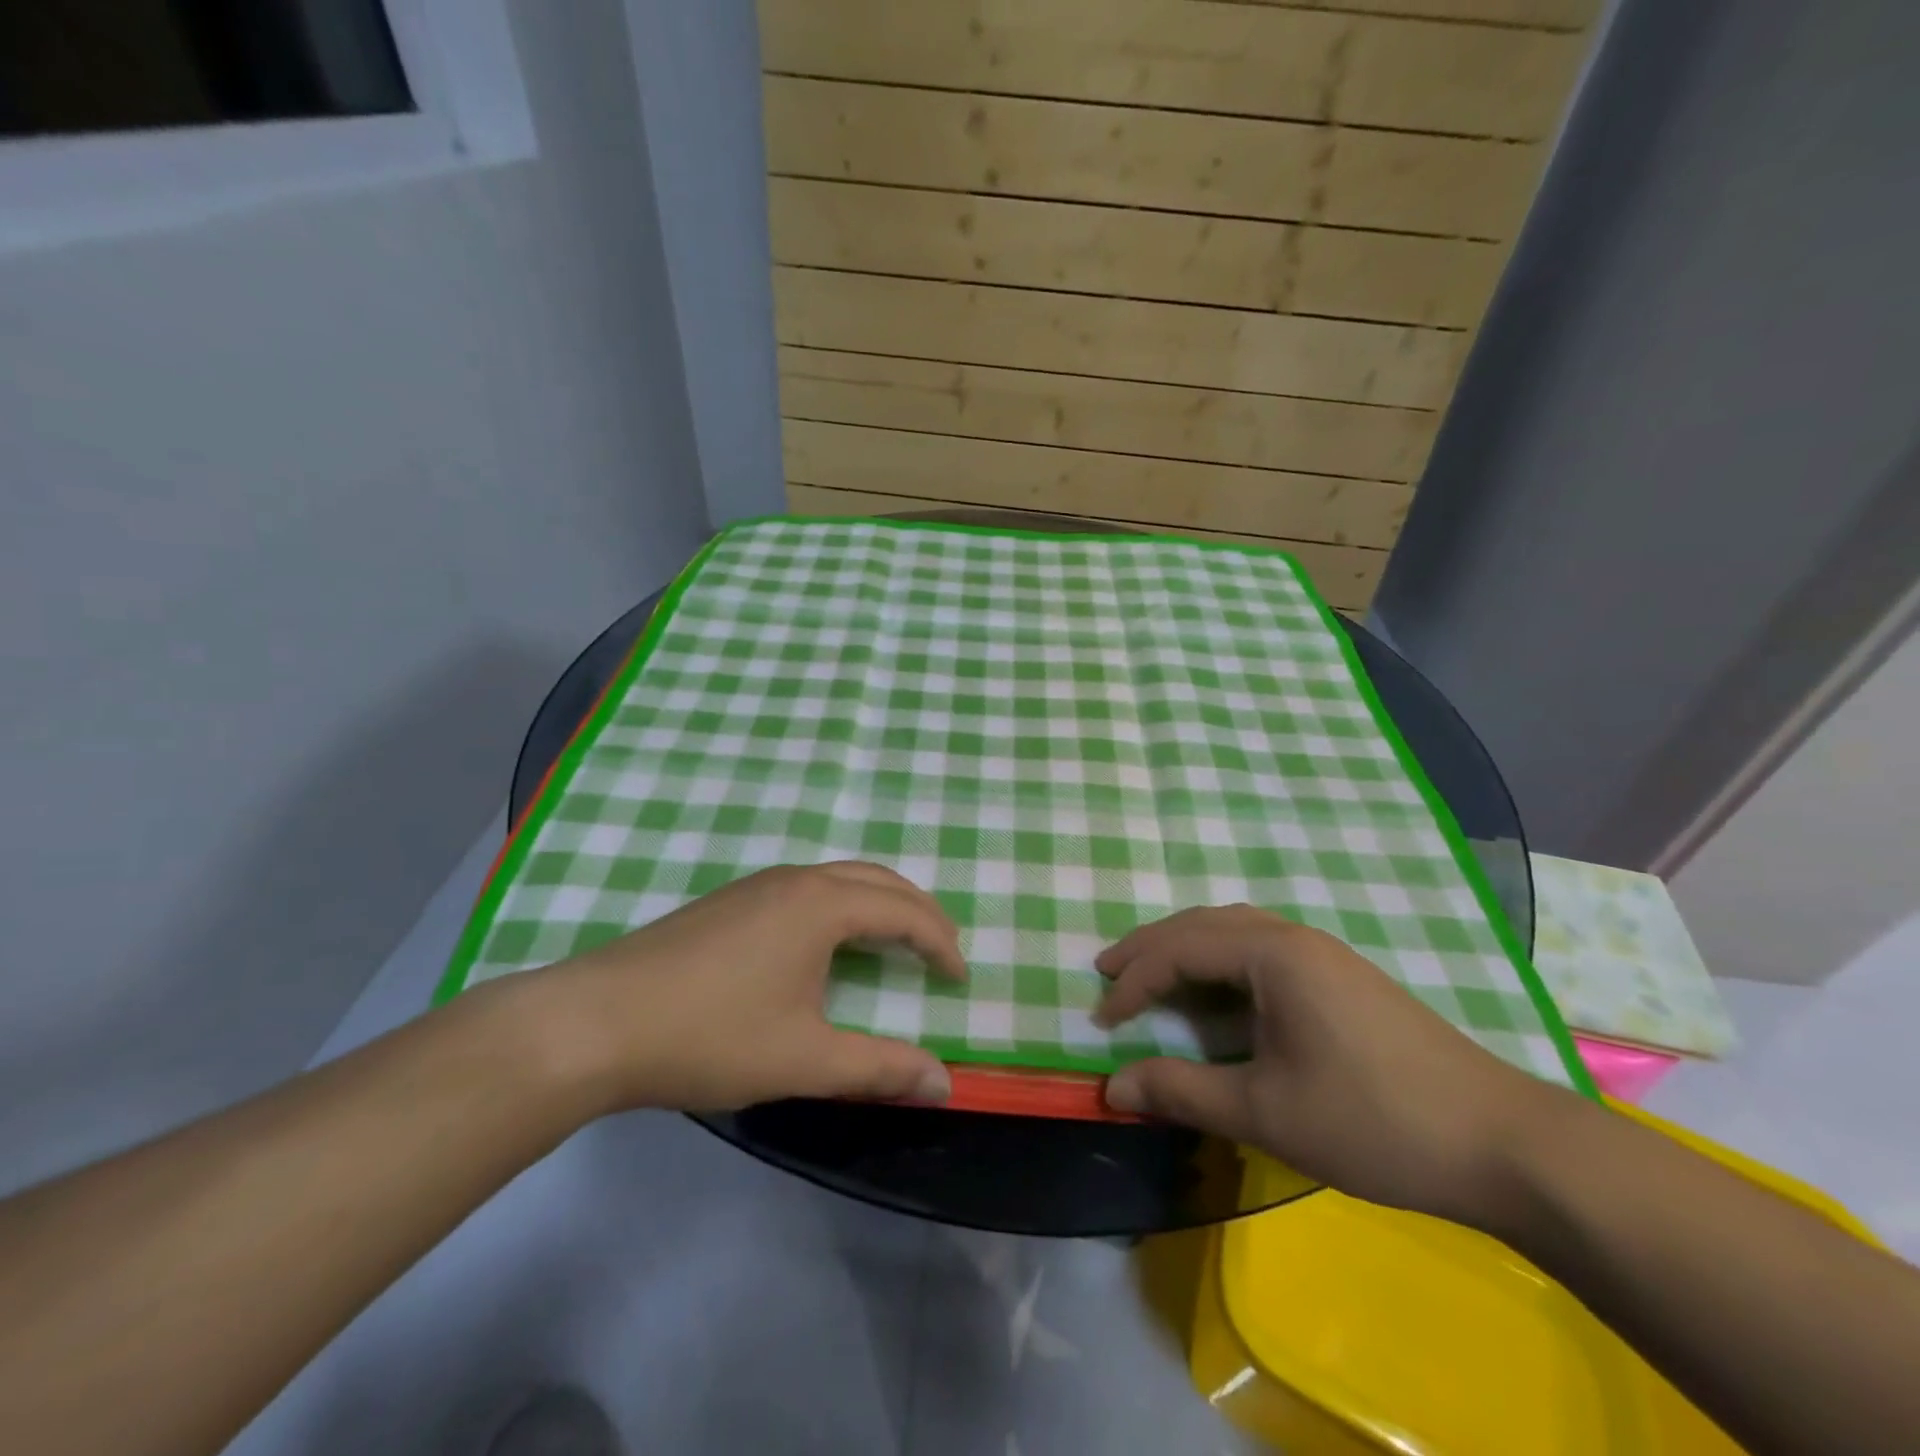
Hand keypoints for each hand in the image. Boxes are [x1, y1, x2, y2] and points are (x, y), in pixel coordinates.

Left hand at [523, 862, 966, 1113]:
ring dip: (879, 902)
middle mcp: (795, 880)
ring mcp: (757, 885)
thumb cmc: (710, 1036)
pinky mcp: (728, 901)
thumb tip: (944, 1082)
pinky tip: (827, 943)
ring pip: (839, 878)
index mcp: (822, 905)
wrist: (595, 1022)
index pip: (903, 911)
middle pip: (877, 879)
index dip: (939, 942)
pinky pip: (807, 888)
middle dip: (918, 910)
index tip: (959, 977)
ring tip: (895, 940)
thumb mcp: (804, 1059)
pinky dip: (842, 905)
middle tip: (942, 947)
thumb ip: (879, 1068)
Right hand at [1094, 904, 1571, 1225]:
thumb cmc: (1373, 1121)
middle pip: (1203, 924)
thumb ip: (1182, 1091)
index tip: (1100, 1018)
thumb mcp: (1265, 1112)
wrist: (1502, 1143)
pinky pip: (1262, 947)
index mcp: (1274, 954)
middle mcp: (1296, 937)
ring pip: (1235, 930)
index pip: (1180, 950)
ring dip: (1186, 947)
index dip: (1133, 982)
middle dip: (1150, 947)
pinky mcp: (1344, 977)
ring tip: (1152, 975)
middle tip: (1107, 972)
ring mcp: (1325, 953)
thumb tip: (1111, 1088)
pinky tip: (1219, 991)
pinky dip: (1221, 960)